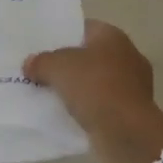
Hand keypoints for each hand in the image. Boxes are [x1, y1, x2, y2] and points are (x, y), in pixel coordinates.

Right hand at [24, 20, 157, 132]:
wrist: (128, 133)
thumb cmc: (95, 87)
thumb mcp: (57, 67)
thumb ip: (41, 61)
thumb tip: (30, 63)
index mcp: (112, 36)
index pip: (83, 28)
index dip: (62, 35)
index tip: (41, 47)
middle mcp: (127, 55)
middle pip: (89, 55)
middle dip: (68, 64)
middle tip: (41, 71)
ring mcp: (133, 85)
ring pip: (96, 82)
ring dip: (78, 89)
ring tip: (50, 95)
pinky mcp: (132, 112)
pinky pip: (103, 104)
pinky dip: (88, 109)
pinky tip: (68, 115)